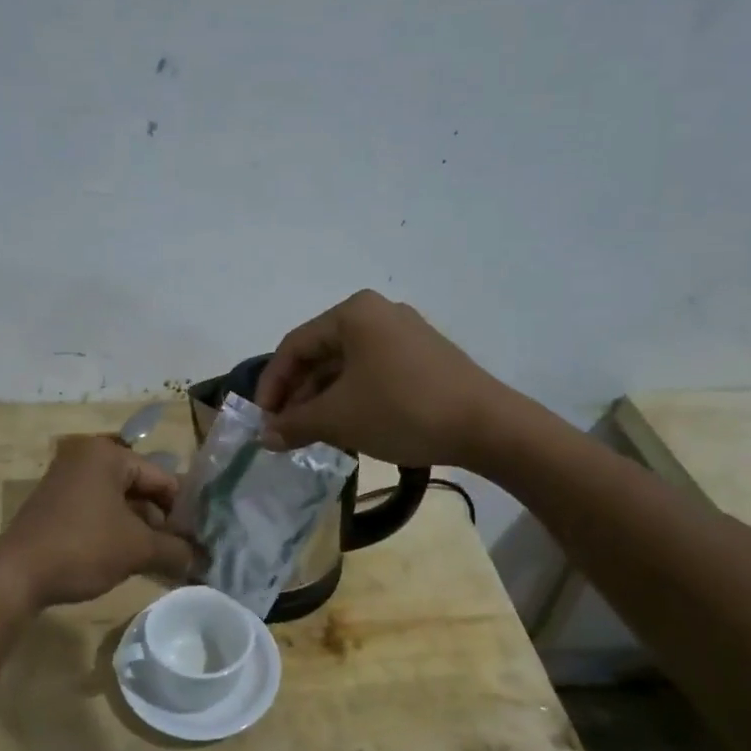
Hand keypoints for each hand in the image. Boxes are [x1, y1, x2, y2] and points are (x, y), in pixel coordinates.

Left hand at [0, 435, 195, 609]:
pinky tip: (127, 559)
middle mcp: (85, 458)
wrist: (16, 575)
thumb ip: (175, 550)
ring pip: (119, 503)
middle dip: (160, 523)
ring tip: (158, 561)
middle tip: (179, 554)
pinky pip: (97, 512)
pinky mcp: (54, 504)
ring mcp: (66, 480)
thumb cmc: (82, 548)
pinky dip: (115, 532)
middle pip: (140, 489)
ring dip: (140, 531)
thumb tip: (202, 560)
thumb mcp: (137, 549)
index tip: (197, 542)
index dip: (183, 512)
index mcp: (107, 455)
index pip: (162, 478)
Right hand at [255, 290, 510, 466]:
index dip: (272, 385)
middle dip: (298, 395)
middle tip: (284, 431)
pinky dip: (351, 398)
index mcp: (353, 313)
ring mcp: (404, 334)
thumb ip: (294, 424)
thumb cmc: (402, 410)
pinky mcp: (423, 357)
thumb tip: (264, 437)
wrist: (488, 426)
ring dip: (323, 400)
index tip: (262, 420)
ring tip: (311, 435)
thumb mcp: (339, 418)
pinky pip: (372, 372)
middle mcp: (378, 313)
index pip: (294, 346)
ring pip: (346, 366)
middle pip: (320, 354)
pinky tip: (345, 427)